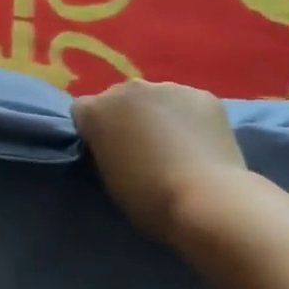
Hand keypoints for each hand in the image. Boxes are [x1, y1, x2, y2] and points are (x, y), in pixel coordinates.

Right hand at [73, 80, 244, 240]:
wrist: (205, 200)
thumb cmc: (148, 199)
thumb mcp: (108, 178)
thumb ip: (104, 150)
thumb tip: (114, 144)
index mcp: (96, 111)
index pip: (83, 111)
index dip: (94, 130)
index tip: (106, 151)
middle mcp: (127, 89)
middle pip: (120, 98)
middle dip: (127, 117)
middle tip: (143, 148)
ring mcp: (167, 87)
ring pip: (157, 98)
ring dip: (160, 115)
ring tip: (178, 146)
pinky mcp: (202, 95)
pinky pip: (189, 104)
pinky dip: (191, 118)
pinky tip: (202, 143)